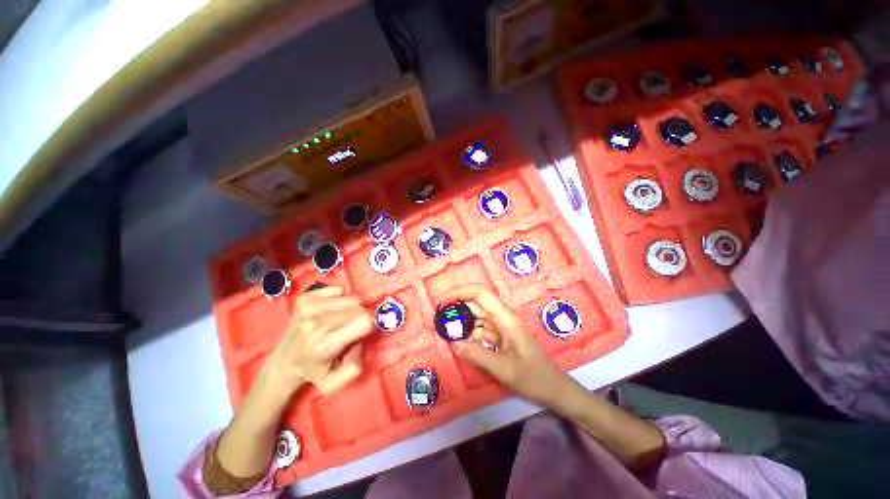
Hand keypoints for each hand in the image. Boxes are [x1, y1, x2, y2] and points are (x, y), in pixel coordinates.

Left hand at [265, 286, 374, 395]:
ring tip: (342, 319)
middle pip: (360, 307)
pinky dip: (341, 299)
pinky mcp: (305, 297)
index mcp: (325, 345)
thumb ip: (355, 367)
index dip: (372, 324)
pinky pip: (339, 290)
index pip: (365, 321)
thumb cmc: (315, 371)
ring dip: (353, 307)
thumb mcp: (336, 383)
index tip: (367, 331)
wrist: (285, 360)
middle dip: (363, 316)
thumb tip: (361, 342)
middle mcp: (315, 323)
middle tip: (354, 327)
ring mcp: (309, 307)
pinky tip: (332, 311)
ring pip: (352, 297)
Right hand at [445, 284, 575, 407]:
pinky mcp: (500, 336)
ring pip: (477, 316)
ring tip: (444, 329)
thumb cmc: (533, 377)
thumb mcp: (503, 368)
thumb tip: (452, 342)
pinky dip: (468, 332)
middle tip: (438, 317)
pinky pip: (480, 329)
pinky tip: (459, 340)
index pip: (480, 293)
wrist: (553, 388)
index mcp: (505, 317)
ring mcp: (502, 326)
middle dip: (456, 306)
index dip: (460, 292)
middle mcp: (503, 317)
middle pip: (476, 302)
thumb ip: (477, 354)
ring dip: (461, 320)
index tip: (442, 301)